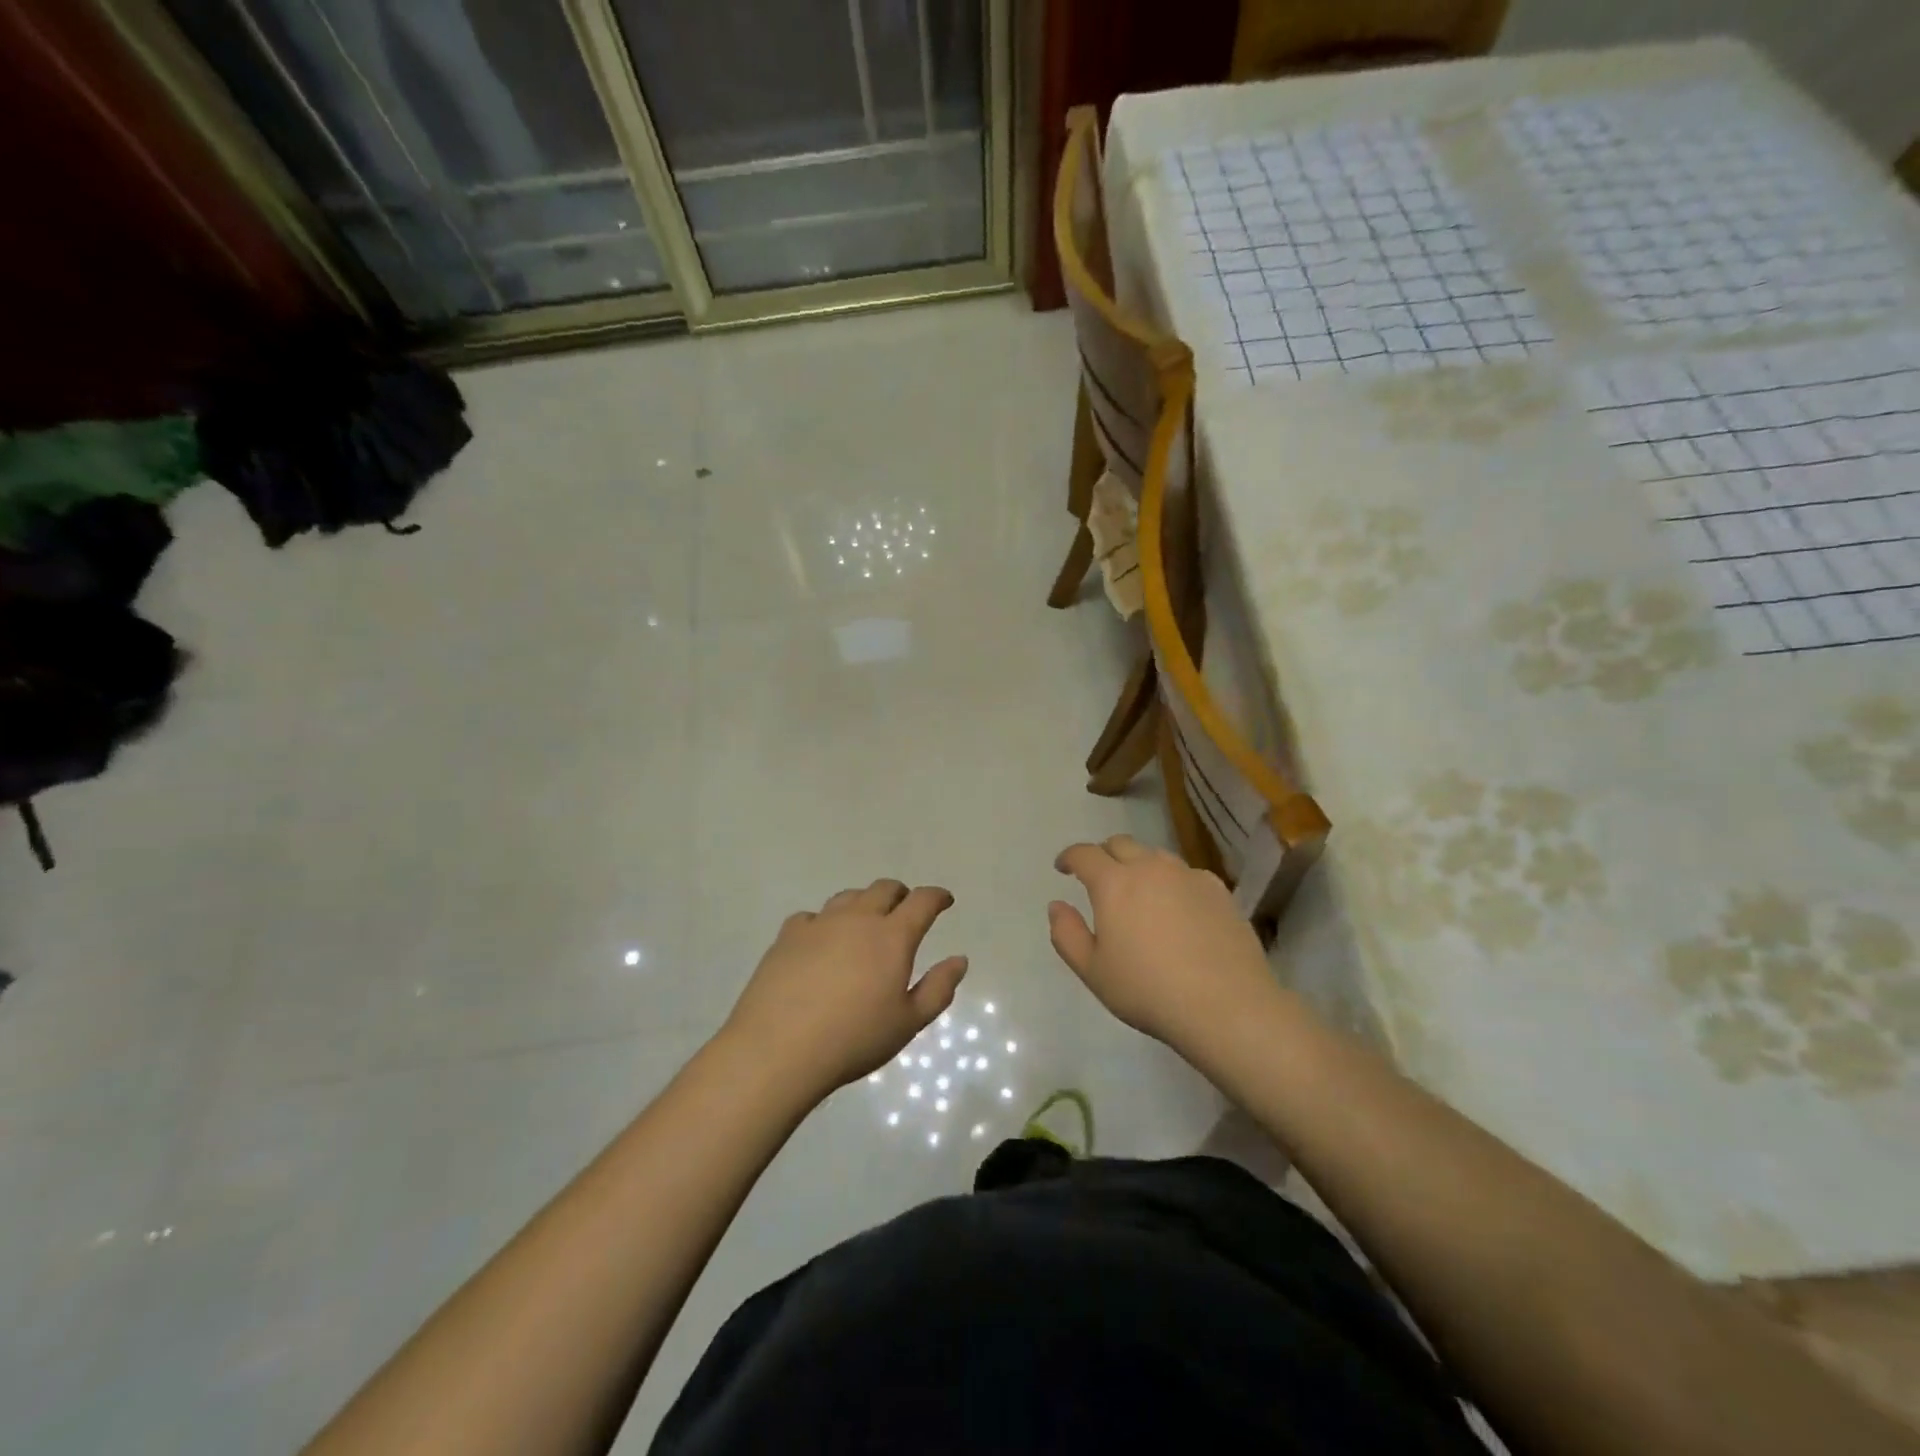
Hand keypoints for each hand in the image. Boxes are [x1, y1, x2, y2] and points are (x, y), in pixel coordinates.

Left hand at [724, 880, 967, 1099]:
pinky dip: (824, 922)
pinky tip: (821, 941)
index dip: (937, 897)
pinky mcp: (788, 936)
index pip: (922, 901)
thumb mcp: (908, 1023)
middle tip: (906, 909)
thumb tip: (959, 959)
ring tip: (865, 923)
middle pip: (884, 889)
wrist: (779, 1048)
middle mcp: (858, 919)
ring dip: (864, 903)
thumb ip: (938, 988)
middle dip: (901, 894)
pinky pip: (812, 916)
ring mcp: (820, 923)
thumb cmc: (853, 1039)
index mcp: (892, 937)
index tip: (944, 900)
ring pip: (848, 897)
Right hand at [1048, 835, 1273, 1050]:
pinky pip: (1186, 874)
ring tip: (1139, 891)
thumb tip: (1057, 905)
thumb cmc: (1148, 990)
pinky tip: (1178, 909)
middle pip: (1120, 844)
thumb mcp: (1093, 971)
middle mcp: (1150, 867)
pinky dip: (1172, 882)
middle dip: (1103, 855)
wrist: (1226, 1005)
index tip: (1063, 868)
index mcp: (1114, 883)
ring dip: (1139, 865)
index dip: (1069, 857)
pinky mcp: (1218, 890)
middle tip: (1099, 877)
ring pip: (1155, 856)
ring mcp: (1188, 875)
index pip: (1084, 854)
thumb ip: (1066, 934)